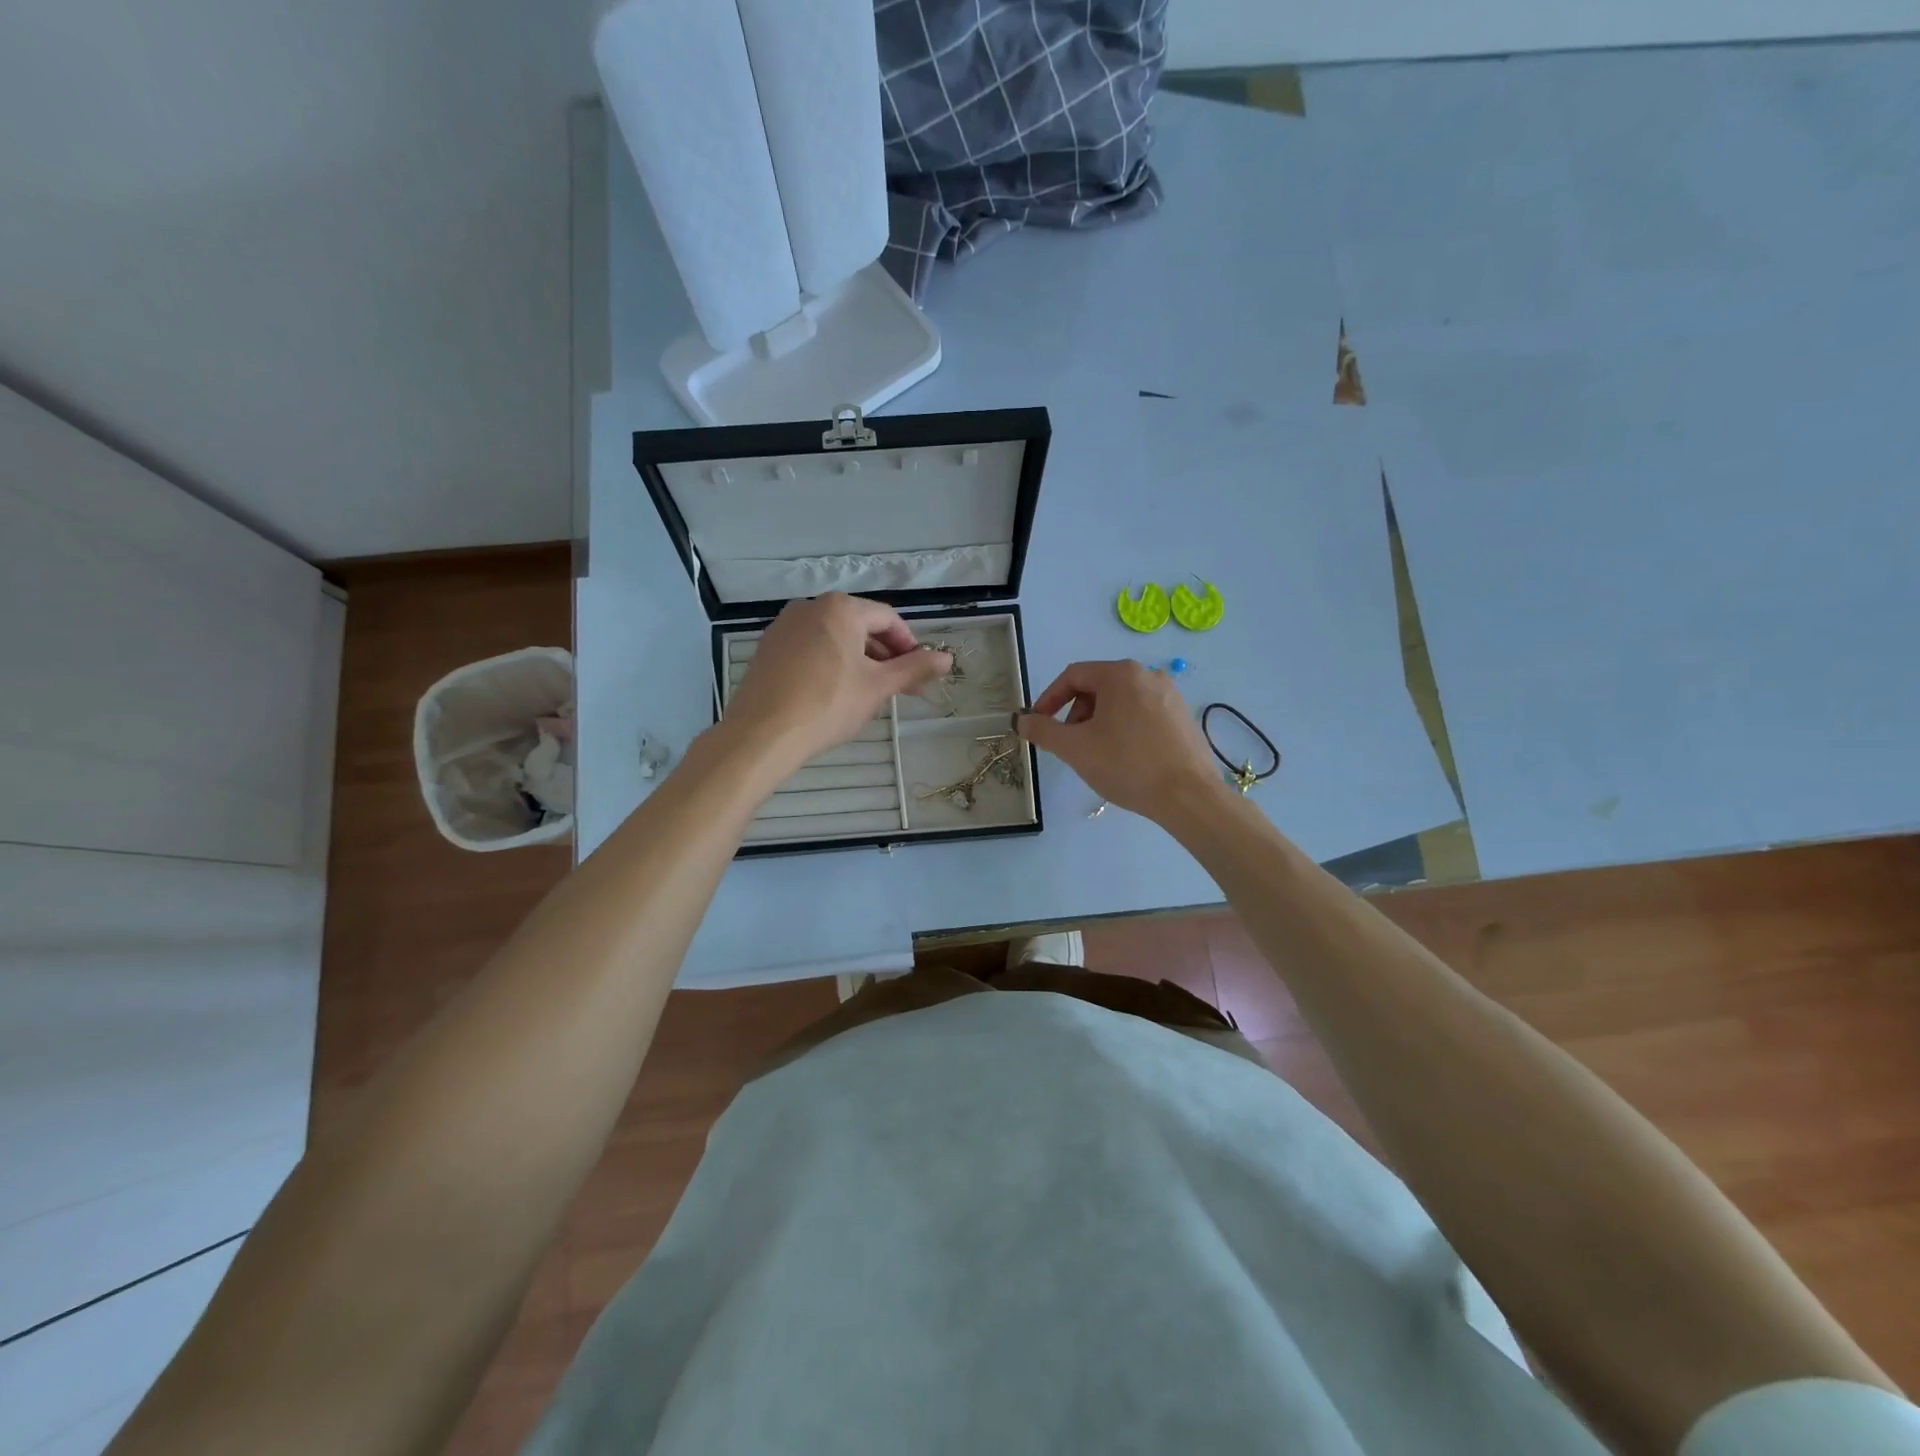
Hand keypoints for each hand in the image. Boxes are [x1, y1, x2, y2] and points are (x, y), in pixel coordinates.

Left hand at [724, 594, 949, 772]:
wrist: (762, 734)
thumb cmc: (828, 705)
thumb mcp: (878, 687)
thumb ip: (914, 668)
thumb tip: (948, 658)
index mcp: (840, 608)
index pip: (888, 619)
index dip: (909, 646)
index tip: (919, 675)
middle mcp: (810, 607)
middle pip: (860, 626)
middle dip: (885, 656)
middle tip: (900, 689)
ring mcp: (784, 627)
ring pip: (835, 639)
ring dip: (859, 662)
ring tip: (869, 695)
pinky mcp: (768, 649)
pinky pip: (810, 649)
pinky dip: (830, 665)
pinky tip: (834, 695)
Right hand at [1017, 660, 1229, 823]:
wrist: (1188, 796)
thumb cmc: (1127, 765)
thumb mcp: (1075, 748)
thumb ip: (1042, 730)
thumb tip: (1022, 720)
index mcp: (1121, 674)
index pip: (1073, 676)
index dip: (1049, 698)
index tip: (1039, 724)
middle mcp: (1148, 674)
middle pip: (1098, 686)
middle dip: (1076, 713)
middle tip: (1069, 743)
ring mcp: (1170, 695)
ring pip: (1120, 701)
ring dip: (1098, 722)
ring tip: (1096, 753)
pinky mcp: (1183, 716)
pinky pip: (1142, 713)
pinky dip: (1123, 728)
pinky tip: (1124, 757)